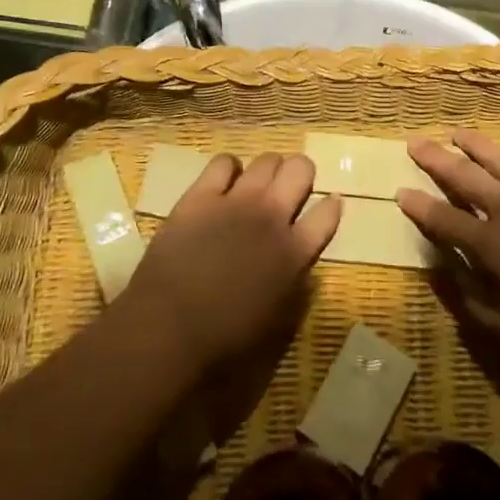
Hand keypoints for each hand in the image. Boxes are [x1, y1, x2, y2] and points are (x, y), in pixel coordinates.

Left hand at [120, 152, 341, 373]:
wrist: (169, 330)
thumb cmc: (227, 340)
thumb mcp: (280, 320)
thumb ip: (297, 282)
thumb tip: (302, 264)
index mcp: (295, 252)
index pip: (328, 212)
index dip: (330, 206)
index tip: (327, 206)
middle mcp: (272, 216)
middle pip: (301, 169)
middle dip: (299, 175)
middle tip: (288, 191)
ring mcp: (236, 200)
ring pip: (267, 160)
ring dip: (268, 171)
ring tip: (257, 186)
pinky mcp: (201, 195)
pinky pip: (223, 162)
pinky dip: (228, 169)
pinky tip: (223, 184)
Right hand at [397, 130, 499, 341]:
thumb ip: (471, 300)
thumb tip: (441, 274)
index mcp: (489, 244)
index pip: (444, 220)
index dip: (419, 206)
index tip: (401, 192)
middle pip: (463, 176)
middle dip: (436, 159)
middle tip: (416, 143)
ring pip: (497, 158)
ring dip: (474, 146)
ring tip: (457, 134)